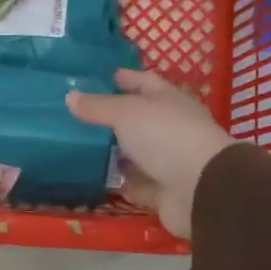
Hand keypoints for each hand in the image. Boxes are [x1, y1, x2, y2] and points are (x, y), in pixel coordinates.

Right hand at [67, 69, 237, 239]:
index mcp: (168, 100)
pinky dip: (121, 182)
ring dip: (113, 153)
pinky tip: (96, 179)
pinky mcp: (163, 191)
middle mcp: (170, 128)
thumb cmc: (166, 137)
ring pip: (135, 153)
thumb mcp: (127, 113)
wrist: (200, 190)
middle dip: (110, 118)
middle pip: (137, 120)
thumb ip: (98, 106)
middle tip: (75, 116)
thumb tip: (70, 97)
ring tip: (78, 148)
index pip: (144, 82)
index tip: (94, 78)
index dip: (122, 78)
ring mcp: (168, 161)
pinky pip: (136, 183)